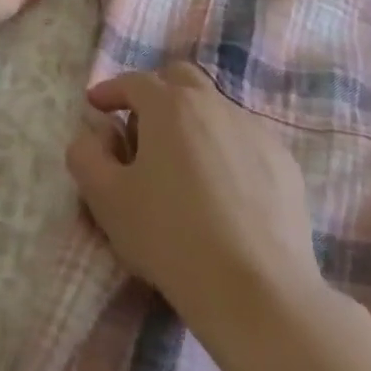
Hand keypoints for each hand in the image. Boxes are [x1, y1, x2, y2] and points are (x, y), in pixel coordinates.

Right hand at [66, 64, 326, 324]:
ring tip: (182, 167)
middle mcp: (214, 105)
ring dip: (191, 123)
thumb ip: (85, 155)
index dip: (110, 91)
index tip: (96, 106)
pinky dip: (225, 150)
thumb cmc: (170, 237)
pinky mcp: (284, 164)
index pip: (133, 82)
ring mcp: (255, 131)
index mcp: (170, 105)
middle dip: (155, 94)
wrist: (257, 291)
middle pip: (180, 79)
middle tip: (141, 129)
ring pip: (214, 109)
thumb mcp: (106, 199)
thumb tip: (94, 135)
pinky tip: (221, 191)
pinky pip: (243, 141)